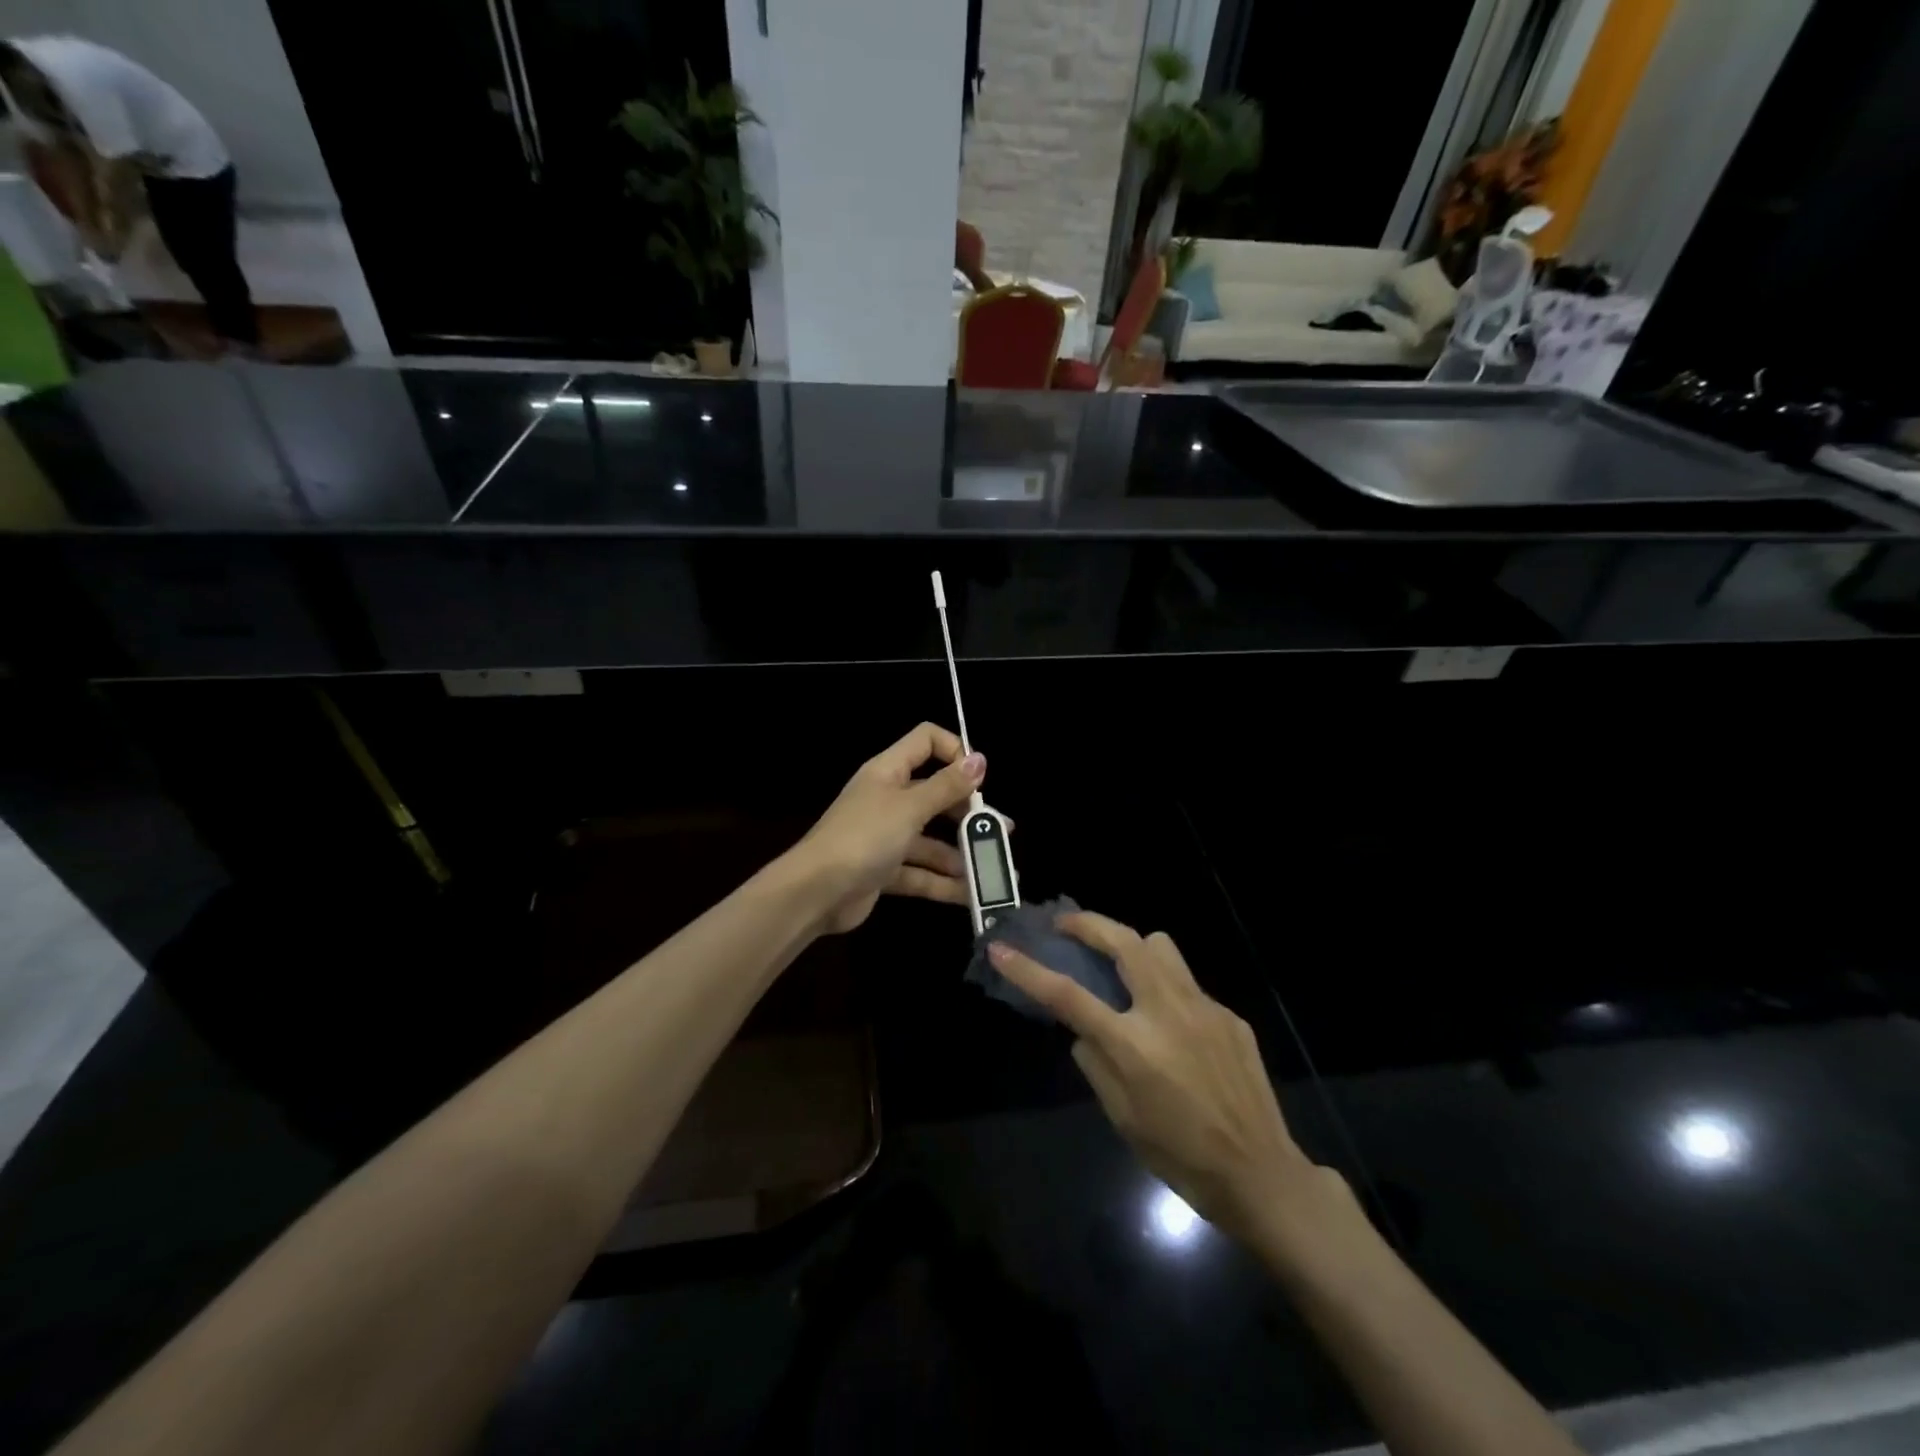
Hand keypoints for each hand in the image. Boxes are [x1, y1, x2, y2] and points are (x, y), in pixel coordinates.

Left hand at [793, 723, 985, 933]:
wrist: (815, 893)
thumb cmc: (863, 837)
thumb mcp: (909, 807)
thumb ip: (946, 786)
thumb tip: (979, 759)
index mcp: (889, 772)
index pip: (926, 741)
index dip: (954, 751)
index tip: (978, 778)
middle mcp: (888, 799)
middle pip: (935, 794)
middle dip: (968, 812)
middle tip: (999, 830)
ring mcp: (886, 837)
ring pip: (932, 840)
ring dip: (962, 853)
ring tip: (996, 868)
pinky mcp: (885, 870)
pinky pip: (921, 872)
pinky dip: (944, 883)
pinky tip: (973, 895)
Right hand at [989, 913, 1344, 1244]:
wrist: (1261, 1174)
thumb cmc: (1180, 1155)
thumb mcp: (1121, 1117)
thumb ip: (1095, 1063)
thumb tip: (1084, 1031)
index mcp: (1132, 1045)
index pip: (1067, 995)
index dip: (1028, 970)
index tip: (1002, 949)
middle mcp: (1167, 1012)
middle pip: (1123, 941)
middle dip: (1088, 923)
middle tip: (1066, 925)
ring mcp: (1203, 1007)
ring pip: (1160, 946)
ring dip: (1132, 945)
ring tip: (1122, 967)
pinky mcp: (1229, 1015)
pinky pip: (1188, 984)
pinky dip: (1167, 988)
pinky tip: (1172, 1025)